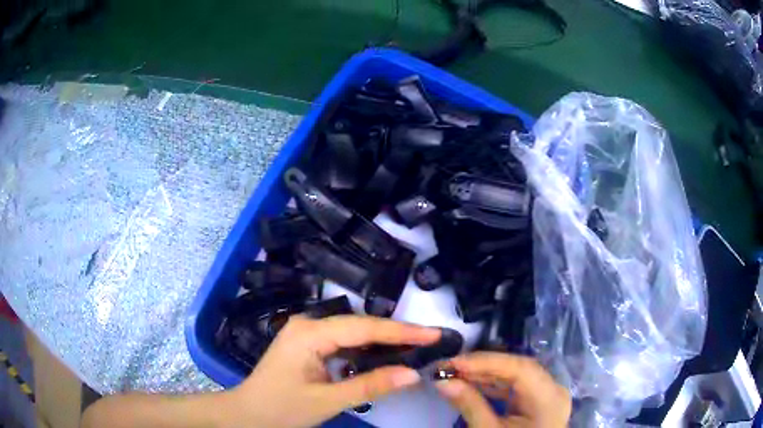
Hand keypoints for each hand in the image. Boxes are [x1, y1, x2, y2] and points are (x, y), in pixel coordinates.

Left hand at [228, 314, 440, 427]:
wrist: (247, 414)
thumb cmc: (281, 409)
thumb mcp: (327, 401)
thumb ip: (370, 386)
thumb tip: (413, 374)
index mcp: (309, 333)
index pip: (364, 328)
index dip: (402, 331)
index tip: (434, 333)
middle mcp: (308, 324)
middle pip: (360, 325)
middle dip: (396, 334)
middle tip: (431, 340)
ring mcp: (306, 332)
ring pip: (353, 332)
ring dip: (383, 340)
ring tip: (416, 346)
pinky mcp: (307, 343)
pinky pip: (343, 341)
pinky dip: (366, 348)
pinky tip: (384, 354)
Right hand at [434, 352, 570, 426]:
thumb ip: (469, 405)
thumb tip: (442, 381)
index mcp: (548, 398)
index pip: (520, 369)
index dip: (486, 362)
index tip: (453, 363)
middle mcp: (552, 390)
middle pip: (517, 369)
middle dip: (481, 366)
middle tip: (448, 366)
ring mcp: (545, 395)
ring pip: (515, 376)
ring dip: (484, 375)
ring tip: (454, 373)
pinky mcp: (536, 402)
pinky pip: (515, 387)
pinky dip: (492, 385)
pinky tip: (470, 383)